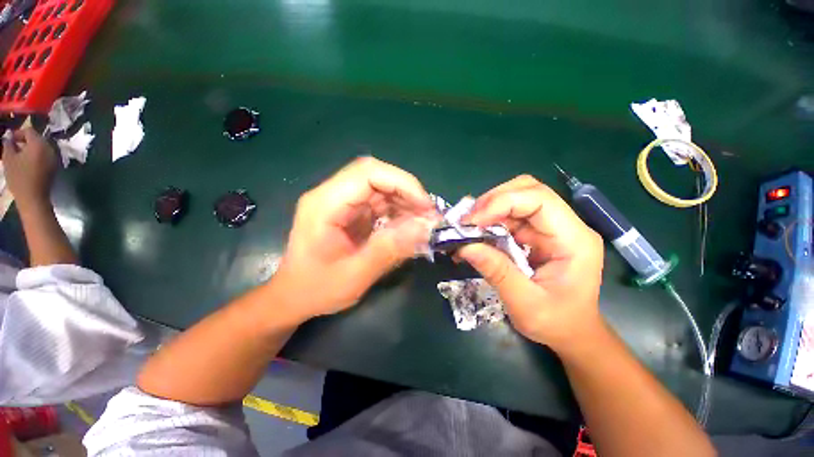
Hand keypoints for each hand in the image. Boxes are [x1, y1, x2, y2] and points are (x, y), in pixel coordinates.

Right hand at [2, 128, 56, 208]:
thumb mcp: (9, 159)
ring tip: (17, 155)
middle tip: (12, 147)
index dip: (18, 133)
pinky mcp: (54, 166)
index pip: (29, 131)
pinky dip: (35, 155)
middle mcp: (50, 148)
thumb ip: (8, 144)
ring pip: (40, 147)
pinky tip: (26, 162)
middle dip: (23, 141)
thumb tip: (8, 137)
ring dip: (29, 148)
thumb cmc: (19, 177)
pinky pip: (44, 155)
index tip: (8, 139)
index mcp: (39, 144)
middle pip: (36, 139)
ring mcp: (54, 157)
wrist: (33, 197)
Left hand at [274, 157, 438, 319]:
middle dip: (407, 192)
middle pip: (376, 175)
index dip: (402, 183)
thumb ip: (390, 249)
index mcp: (325, 204)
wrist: (292, 298)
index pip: (368, 173)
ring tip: (423, 222)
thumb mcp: (355, 275)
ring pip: (380, 187)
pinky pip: (378, 202)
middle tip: (428, 216)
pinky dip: (398, 211)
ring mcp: (341, 202)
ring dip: (405, 201)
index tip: (425, 207)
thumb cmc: (316, 290)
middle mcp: (331, 195)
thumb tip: (426, 227)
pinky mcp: (349, 212)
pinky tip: (409, 225)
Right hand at [458, 175, 604, 352]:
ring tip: (467, 228)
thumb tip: (465, 247)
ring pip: (516, 200)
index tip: (473, 222)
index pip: (539, 199)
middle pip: (527, 190)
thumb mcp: (525, 304)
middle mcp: (565, 226)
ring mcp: (550, 228)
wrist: (572, 332)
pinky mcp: (536, 234)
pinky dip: (489, 221)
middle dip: (492, 201)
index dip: (502, 203)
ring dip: (487, 210)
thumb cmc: (557, 323)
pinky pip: (509, 217)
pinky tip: (476, 234)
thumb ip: (497, 273)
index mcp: (574, 240)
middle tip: (468, 221)